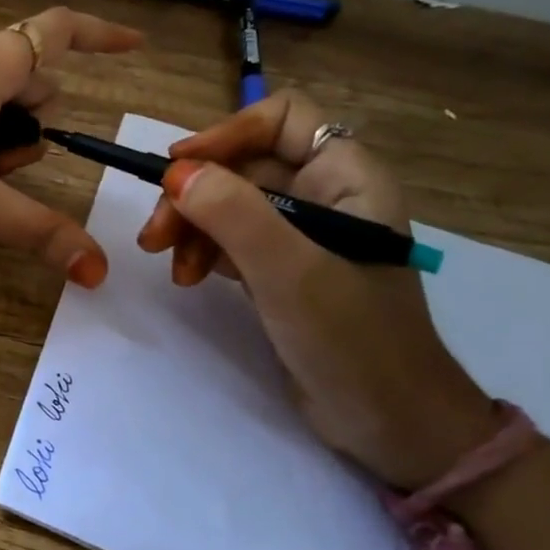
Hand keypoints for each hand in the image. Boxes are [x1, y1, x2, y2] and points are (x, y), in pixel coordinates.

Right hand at [135, 90, 497, 487]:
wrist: (393, 429)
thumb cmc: (354, 342)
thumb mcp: (291, 273)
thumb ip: (236, 215)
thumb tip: (176, 172)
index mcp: (347, 178)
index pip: (283, 119)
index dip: (229, 132)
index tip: (180, 167)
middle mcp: (326, 196)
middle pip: (244, 163)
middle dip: (195, 192)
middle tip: (155, 234)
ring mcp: (304, 235)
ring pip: (231, 202)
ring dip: (191, 225)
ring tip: (169, 263)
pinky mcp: (283, 270)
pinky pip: (232, 238)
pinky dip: (203, 250)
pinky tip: (189, 277)